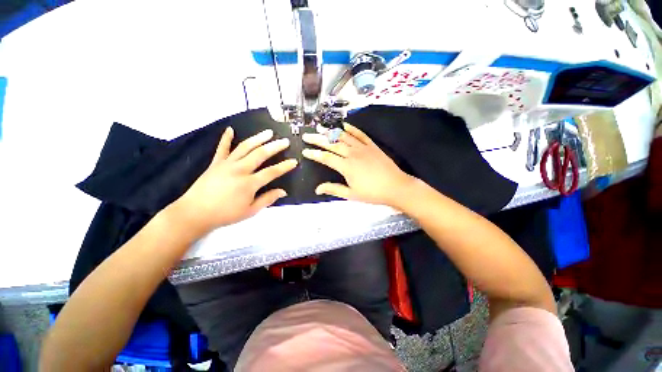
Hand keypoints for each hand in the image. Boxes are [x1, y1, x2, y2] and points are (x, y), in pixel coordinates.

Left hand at [168, 127, 296, 235]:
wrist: (194, 213)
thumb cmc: (225, 214)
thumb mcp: (250, 211)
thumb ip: (267, 199)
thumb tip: (283, 191)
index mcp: (250, 183)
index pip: (272, 172)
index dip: (285, 166)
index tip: (294, 161)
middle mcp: (240, 169)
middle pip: (260, 154)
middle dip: (275, 147)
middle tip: (285, 141)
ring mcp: (227, 164)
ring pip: (245, 147)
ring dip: (258, 138)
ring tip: (268, 132)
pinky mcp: (215, 163)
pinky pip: (222, 148)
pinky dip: (226, 138)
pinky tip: (230, 129)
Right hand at [302, 123, 414, 206]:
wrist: (395, 187)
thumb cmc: (373, 193)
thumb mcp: (351, 194)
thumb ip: (333, 189)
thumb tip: (317, 189)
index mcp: (346, 167)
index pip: (326, 158)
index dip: (314, 154)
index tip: (305, 151)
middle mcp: (352, 154)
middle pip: (332, 144)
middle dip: (318, 140)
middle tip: (307, 136)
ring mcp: (363, 148)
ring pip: (344, 137)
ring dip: (331, 132)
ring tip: (321, 128)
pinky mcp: (372, 146)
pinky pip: (360, 134)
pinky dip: (352, 129)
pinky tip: (344, 126)